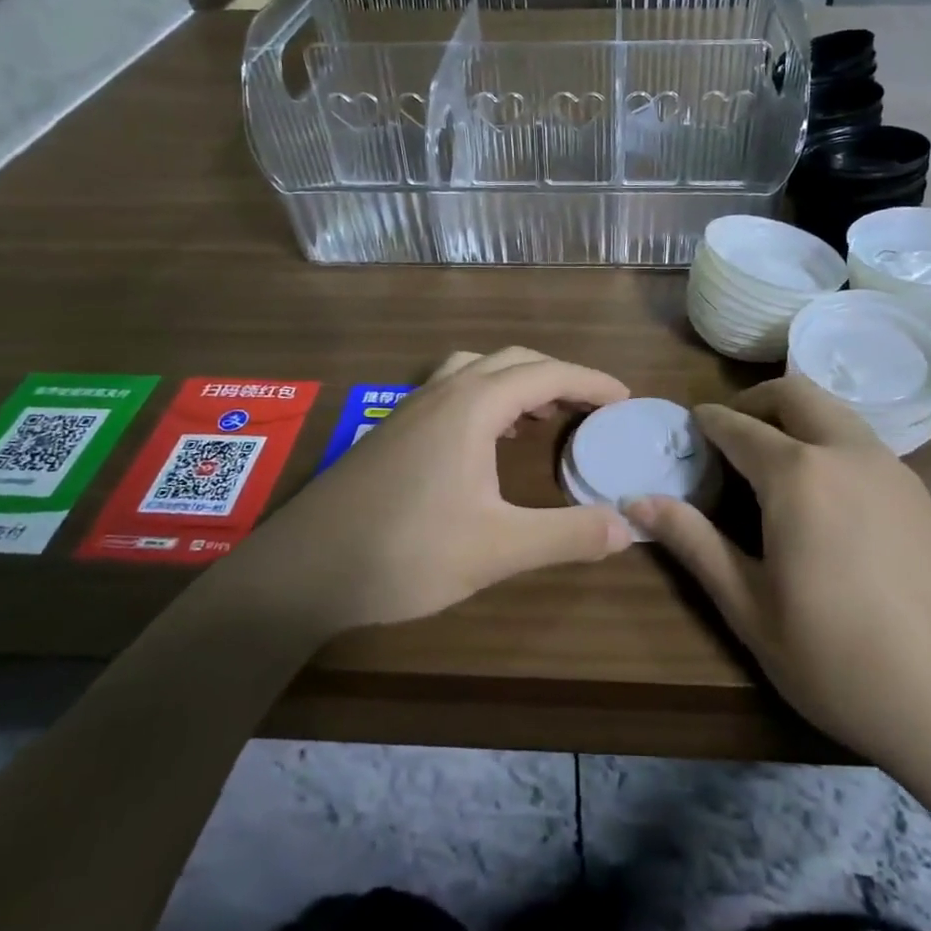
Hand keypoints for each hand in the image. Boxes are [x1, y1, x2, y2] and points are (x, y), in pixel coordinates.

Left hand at [217, 348, 632, 637]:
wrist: (301, 570)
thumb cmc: (404, 552)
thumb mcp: (496, 549)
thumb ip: (566, 535)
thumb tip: (628, 526)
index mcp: (473, 406)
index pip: (548, 374)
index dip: (591, 382)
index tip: (625, 399)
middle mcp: (443, 392)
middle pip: (513, 361)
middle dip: (559, 376)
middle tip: (592, 408)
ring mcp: (412, 408)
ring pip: (477, 370)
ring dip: (517, 382)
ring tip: (542, 416)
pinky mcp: (393, 431)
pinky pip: (452, 391)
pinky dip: (486, 398)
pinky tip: (487, 442)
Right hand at [628, 376, 930, 780]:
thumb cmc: (839, 662)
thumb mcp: (750, 608)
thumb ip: (693, 543)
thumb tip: (637, 501)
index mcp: (797, 475)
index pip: (738, 426)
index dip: (706, 423)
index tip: (686, 431)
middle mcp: (846, 452)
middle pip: (794, 393)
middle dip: (754, 402)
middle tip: (728, 440)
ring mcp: (891, 468)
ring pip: (834, 410)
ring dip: (795, 417)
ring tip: (770, 465)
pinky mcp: (920, 491)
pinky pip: (861, 440)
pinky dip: (828, 441)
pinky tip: (822, 497)